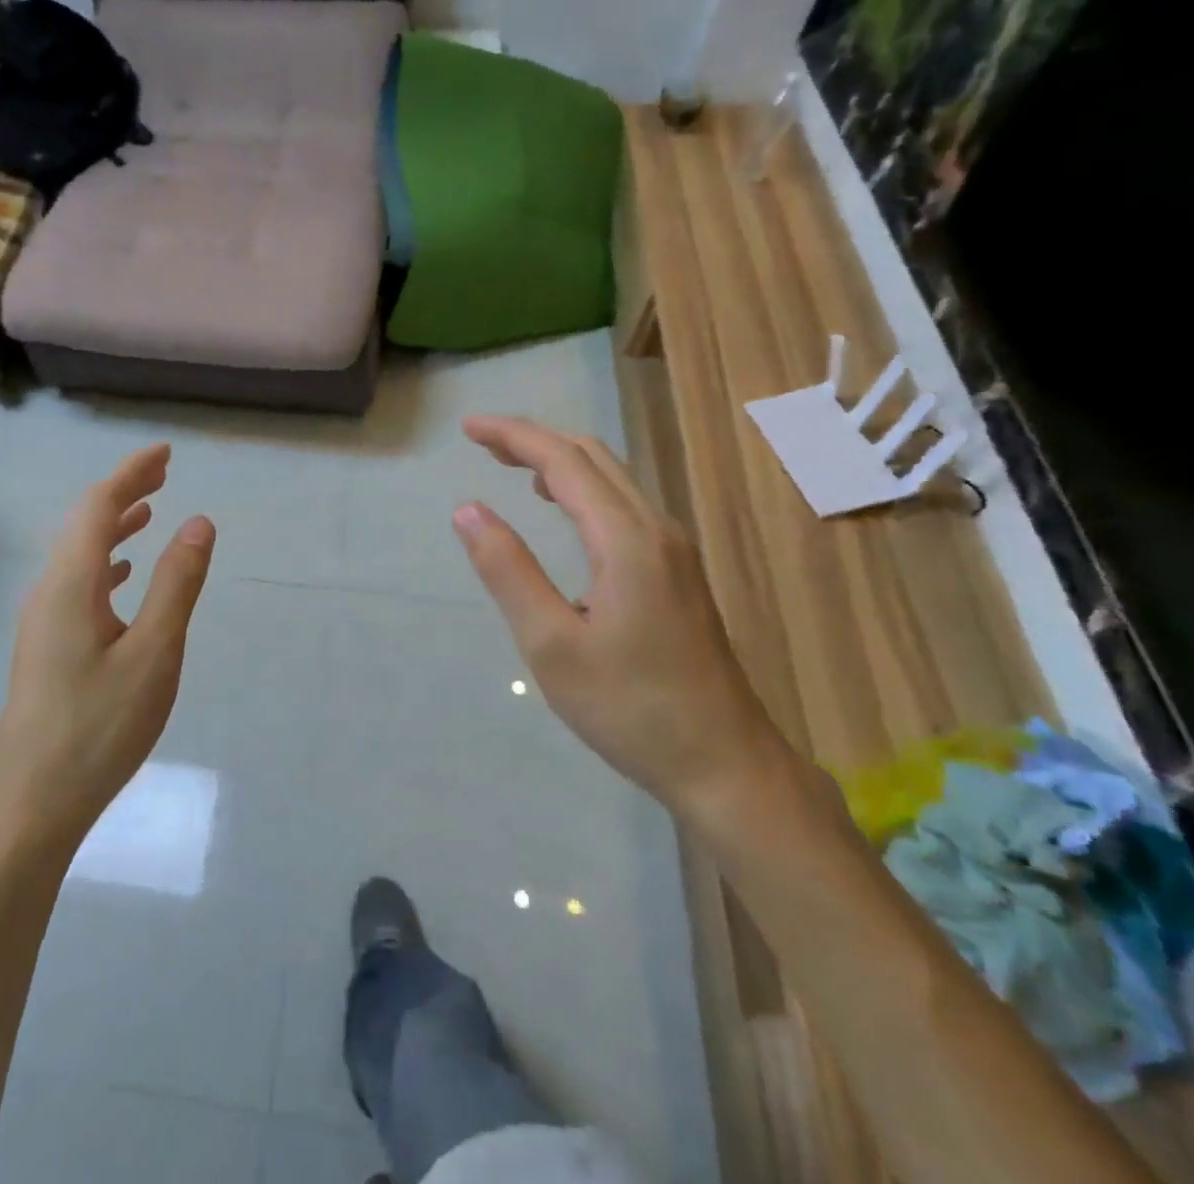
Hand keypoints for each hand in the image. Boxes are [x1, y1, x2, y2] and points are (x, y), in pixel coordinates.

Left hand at [0, 444, 215, 854]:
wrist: (33, 802)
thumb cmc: (99, 727)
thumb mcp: (154, 652)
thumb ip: (177, 584)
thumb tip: (199, 522)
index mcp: (71, 584)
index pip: (99, 507)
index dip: (131, 473)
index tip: (165, 453)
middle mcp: (49, 592)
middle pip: (85, 523)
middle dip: (123, 492)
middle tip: (163, 473)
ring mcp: (43, 621)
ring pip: (79, 554)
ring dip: (114, 527)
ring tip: (149, 511)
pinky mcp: (47, 647)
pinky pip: (78, 583)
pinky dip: (105, 563)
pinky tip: (123, 576)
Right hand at [453, 416, 787, 817]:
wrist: (725, 765)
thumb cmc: (630, 709)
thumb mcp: (551, 645)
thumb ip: (508, 571)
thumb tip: (468, 510)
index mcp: (626, 540)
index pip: (563, 461)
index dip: (513, 436)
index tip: (468, 427)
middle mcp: (657, 530)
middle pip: (592, 457)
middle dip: (535, 440)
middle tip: (482, 443)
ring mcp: (675, 551)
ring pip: (613, 479)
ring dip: (560, 461)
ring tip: (512, 465)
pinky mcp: (678, 573)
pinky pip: (625, 505)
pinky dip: (583, 488)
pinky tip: (562, 509)